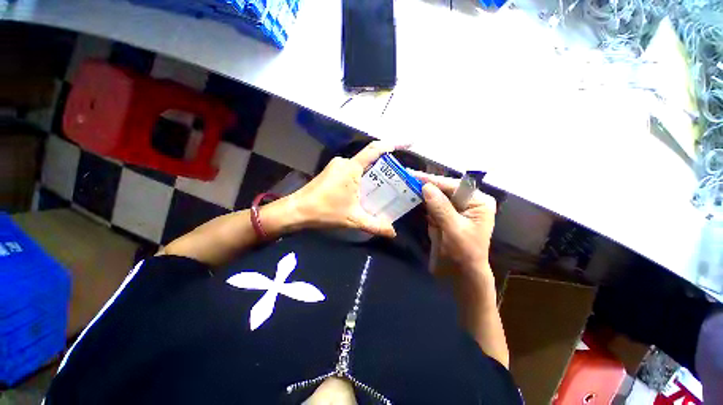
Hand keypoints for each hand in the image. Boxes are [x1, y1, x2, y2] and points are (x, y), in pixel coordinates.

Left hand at [290, 141, 401, 237]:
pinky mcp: (332, 172)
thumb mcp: (353, 219)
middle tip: (400, 175)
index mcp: (351, 168)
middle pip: (370, 158)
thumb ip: (375, 225)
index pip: (375, 150)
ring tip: (387, 184)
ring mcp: (337, 166)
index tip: (409, 142)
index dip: (393, 143)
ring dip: (374, 172)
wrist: (297, 211)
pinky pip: (353, 170)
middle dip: (386, 164)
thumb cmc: (324, 211)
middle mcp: (344, 162)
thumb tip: (393, 232)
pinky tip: (368, 189)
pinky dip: (363, 176)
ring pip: (361, 165)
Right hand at [412, 171, 496, 276]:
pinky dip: (420, 202)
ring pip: (435, 196)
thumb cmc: (464, 254)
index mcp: (477, 202)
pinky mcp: (444, 216)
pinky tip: (409, 196)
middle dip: (425, 185)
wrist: (461, 275)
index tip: (413, 174)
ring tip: (404, 184)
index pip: (452, 186)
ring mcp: (454, 209)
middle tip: (406, 177)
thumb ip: (441, 207)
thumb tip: (426, 187)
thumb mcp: (454, 230)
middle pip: (443, 188)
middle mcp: (467, 201)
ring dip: (420, 192)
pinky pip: (431, 206)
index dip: (432, 180)